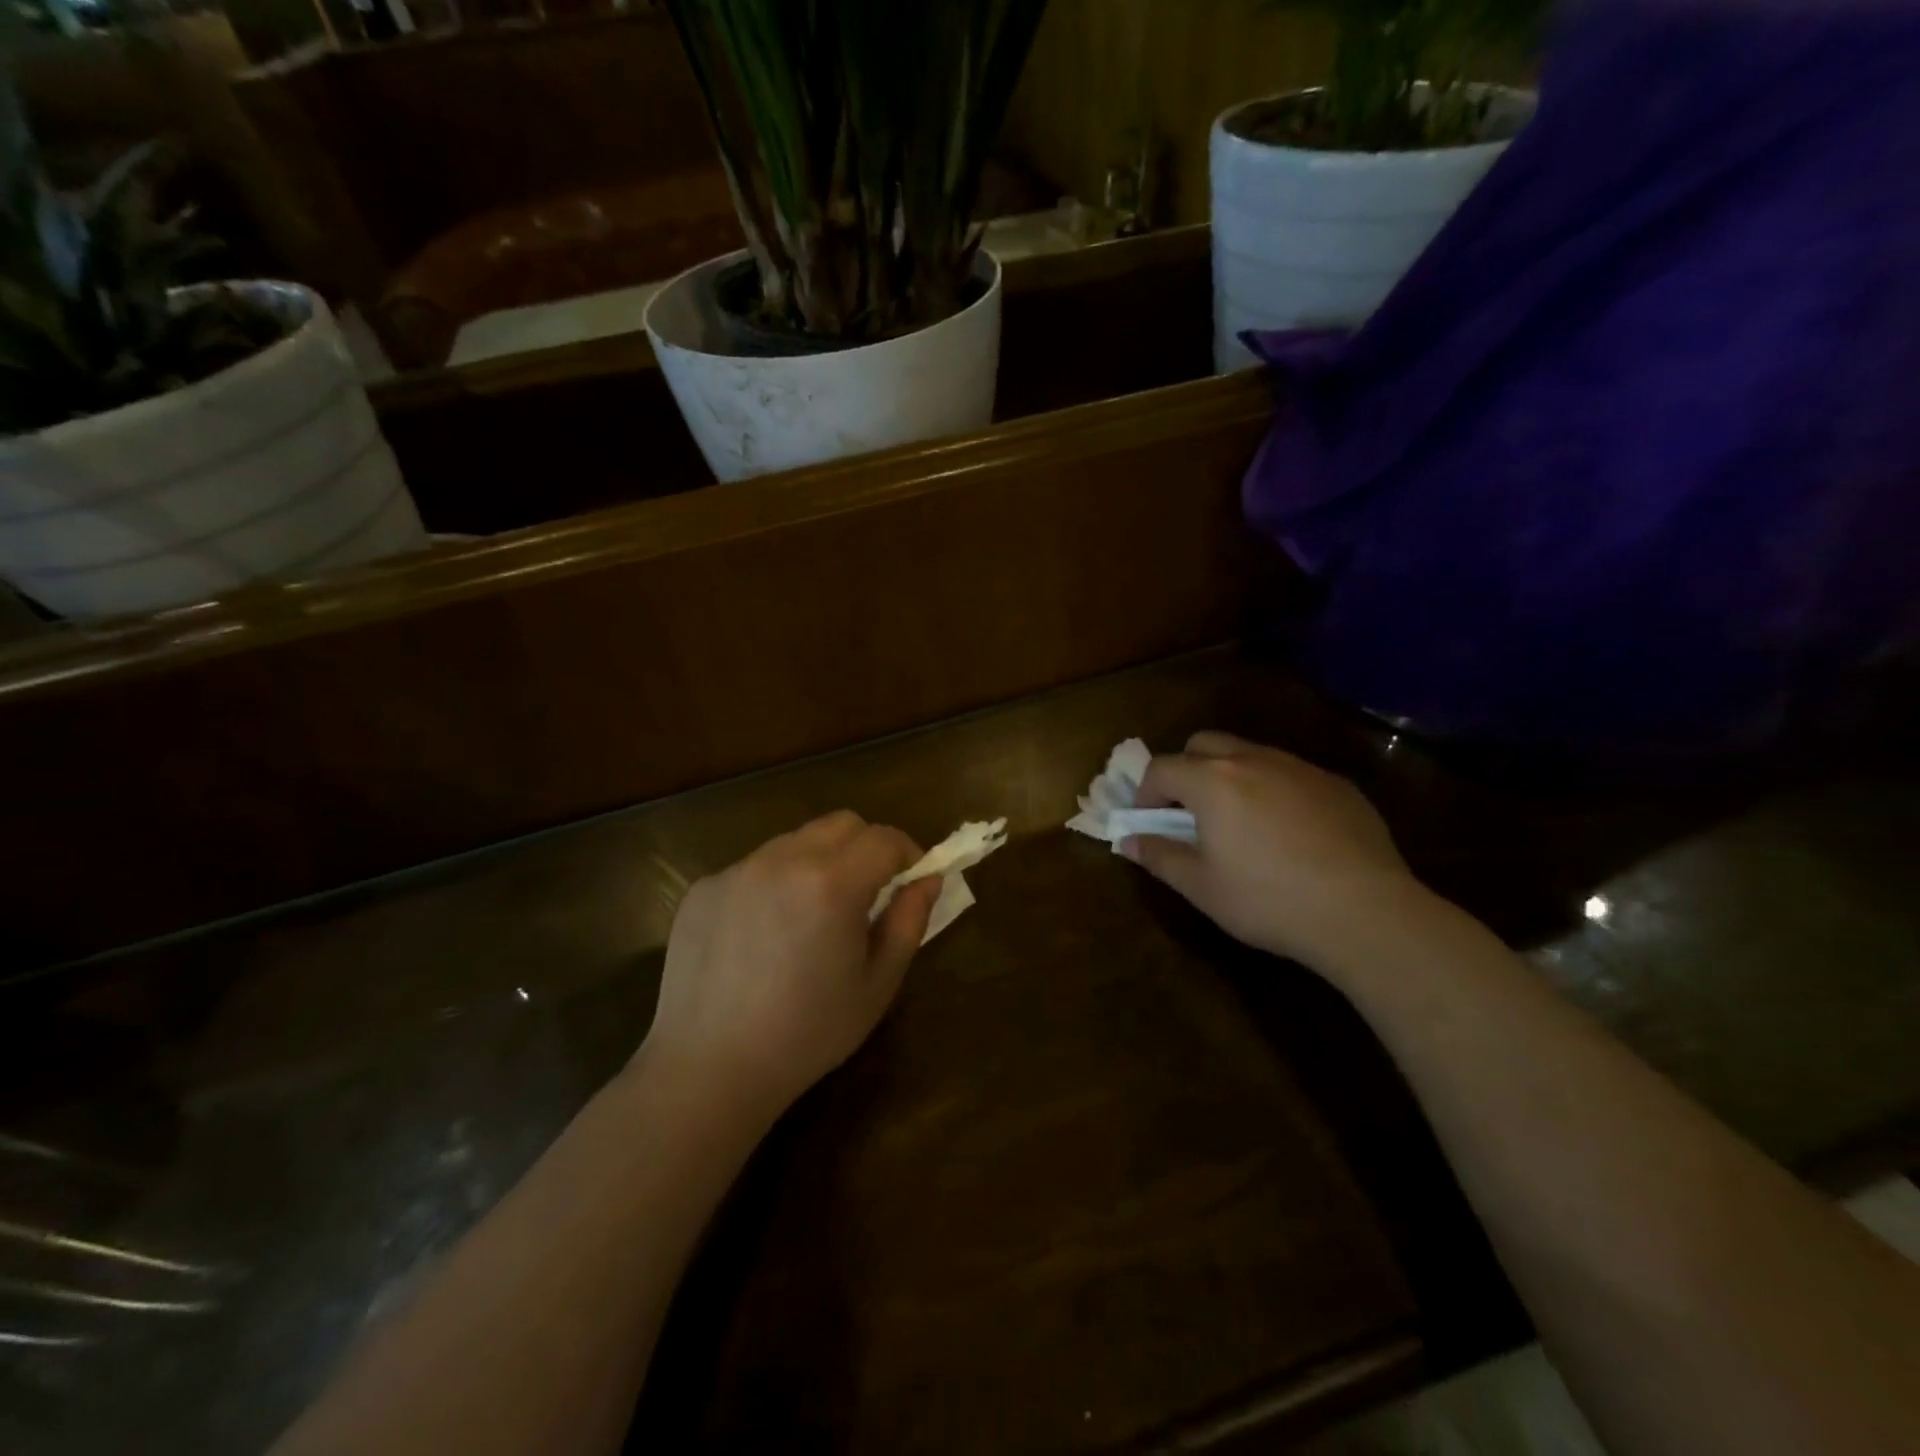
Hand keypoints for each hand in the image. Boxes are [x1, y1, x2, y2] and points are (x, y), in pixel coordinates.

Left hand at [638, 812, 941, 1120]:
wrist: (709, 1070)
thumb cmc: (807, 1033)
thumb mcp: (878, 983)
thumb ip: (909, 921)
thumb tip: (928, 879)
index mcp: (831, 882)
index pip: (884, 838)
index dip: (908, 854)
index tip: (911, 882)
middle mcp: (782, 859)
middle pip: (841, 824)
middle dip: (866, 847)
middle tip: (868, 893)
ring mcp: (737, 870)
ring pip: (796, 841)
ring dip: (819, 862)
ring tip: (812, 916)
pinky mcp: (704, 887)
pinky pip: (754, 867)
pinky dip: (774, 883)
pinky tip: (764, 935)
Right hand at [1126, 731, 1421, 972]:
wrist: (1365, 912)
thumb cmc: (1268, 900)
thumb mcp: (1202, 887)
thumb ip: (1160, 857)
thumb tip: (1129, 841)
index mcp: (1212, 781)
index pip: (1161, 768)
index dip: (1145, 793)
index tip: (1147, 823)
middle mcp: (1253, 760)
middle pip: (1204, 744)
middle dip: (1185, 770)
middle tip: (1188, 813)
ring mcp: (1300, 768)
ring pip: (1250, 753)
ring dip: (1230, 776)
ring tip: (1239, 822)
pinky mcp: (1337, 784)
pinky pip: (1290, 774)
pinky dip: (1273, 790)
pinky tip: (1289, 833)